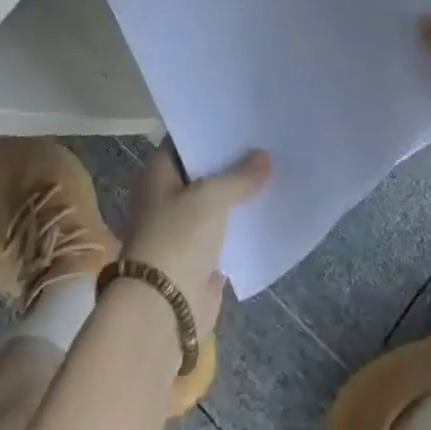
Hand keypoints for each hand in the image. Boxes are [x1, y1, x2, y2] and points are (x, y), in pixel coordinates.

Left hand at [122, 145, 269, 334]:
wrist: (165, 309)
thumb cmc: (178, 237)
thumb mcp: (211, 197)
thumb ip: (239, 176)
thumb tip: (264, 157)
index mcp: (157, 173)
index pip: (185, 142)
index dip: (211, 132)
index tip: (241, 120)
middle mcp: (166, 196)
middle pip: (202, 172)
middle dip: (230, 162)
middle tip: (265, 142)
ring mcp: (182, 227)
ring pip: (215, 202)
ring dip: (238, 193)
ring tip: (273, 170)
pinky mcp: (199, 256)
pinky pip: (224, 231)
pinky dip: (241, 223)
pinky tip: (267, 208)